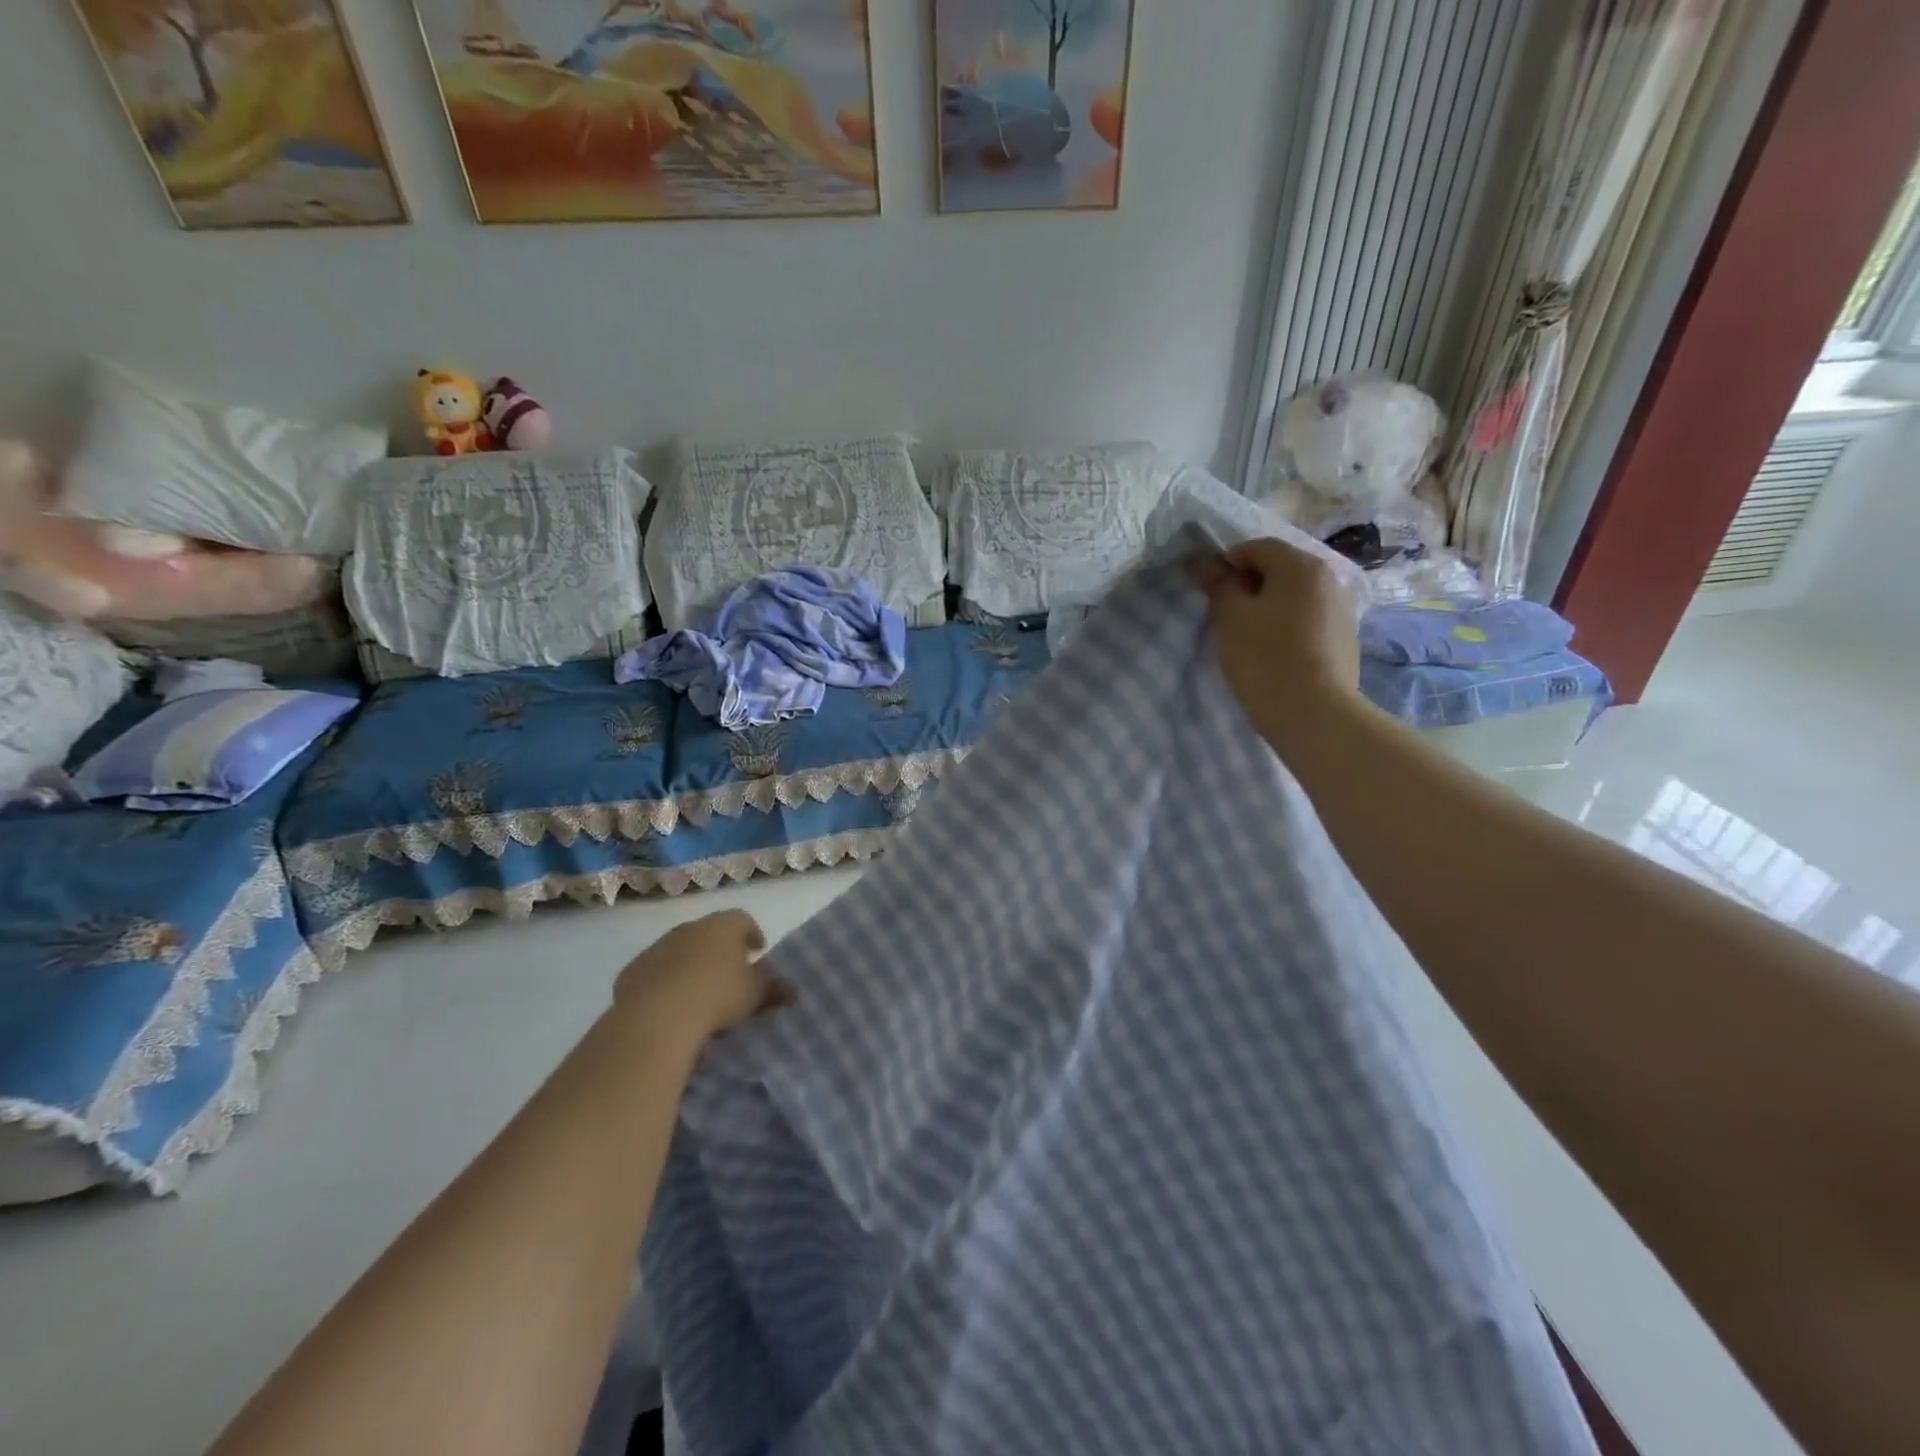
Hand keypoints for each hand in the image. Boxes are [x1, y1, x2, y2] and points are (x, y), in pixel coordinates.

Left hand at [611, 909, 792, 1046]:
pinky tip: (669, 1003)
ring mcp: (658, 947)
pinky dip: (664, 980)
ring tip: (699, 991)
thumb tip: (792, 990)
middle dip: (720, 949)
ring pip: (680, 950)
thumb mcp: (754, 995)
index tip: (757, 951)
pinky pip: (655, 971)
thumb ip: (774, 989)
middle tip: (729, 973)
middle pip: (710, 932)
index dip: (752, 933)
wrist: (656, 1016)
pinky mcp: (633, 969)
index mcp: (723, 926)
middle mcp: (690, 928)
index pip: (743, 919)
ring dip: (690, 964)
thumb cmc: (717, 996)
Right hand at [1193, 537, 1361, 748]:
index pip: (1256, 547)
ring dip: (1271, 606)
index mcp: (1300, 565)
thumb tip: (1205, 561)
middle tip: (1228, 617)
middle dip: (1250, 585)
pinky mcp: (1346, 638)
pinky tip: (1277, 654)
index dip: (1227, 564)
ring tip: (1251, 638)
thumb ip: (1218, 584)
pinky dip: (1290, 626)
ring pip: (1296, 596)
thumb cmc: (1264, 657)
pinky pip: (1310, 619)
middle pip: (1280, 568)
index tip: (1211, 593)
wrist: (1313, 713)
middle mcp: (1329, 577)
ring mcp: (1343, 609)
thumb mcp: (1230, 617)